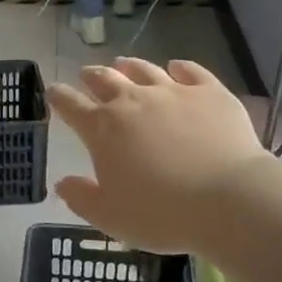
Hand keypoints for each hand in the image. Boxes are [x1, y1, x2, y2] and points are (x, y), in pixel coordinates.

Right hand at [49, 58, 265, 252]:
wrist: (228, 199)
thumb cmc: (162, 213)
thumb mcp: (110, 217)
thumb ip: (82, 198)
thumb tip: (62, 182)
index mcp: (102, 129)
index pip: (70, 105)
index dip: (58, 97)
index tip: (53, 92)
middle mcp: (132, 101)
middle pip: (104, 79)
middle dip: (91, 76)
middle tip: (87, 75)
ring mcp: (172, 92)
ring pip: (143, 69)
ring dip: (129, 66)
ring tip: (124, 64)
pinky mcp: (209, 92)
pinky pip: (190, 70)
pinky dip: (178, 67)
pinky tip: (176, 67)